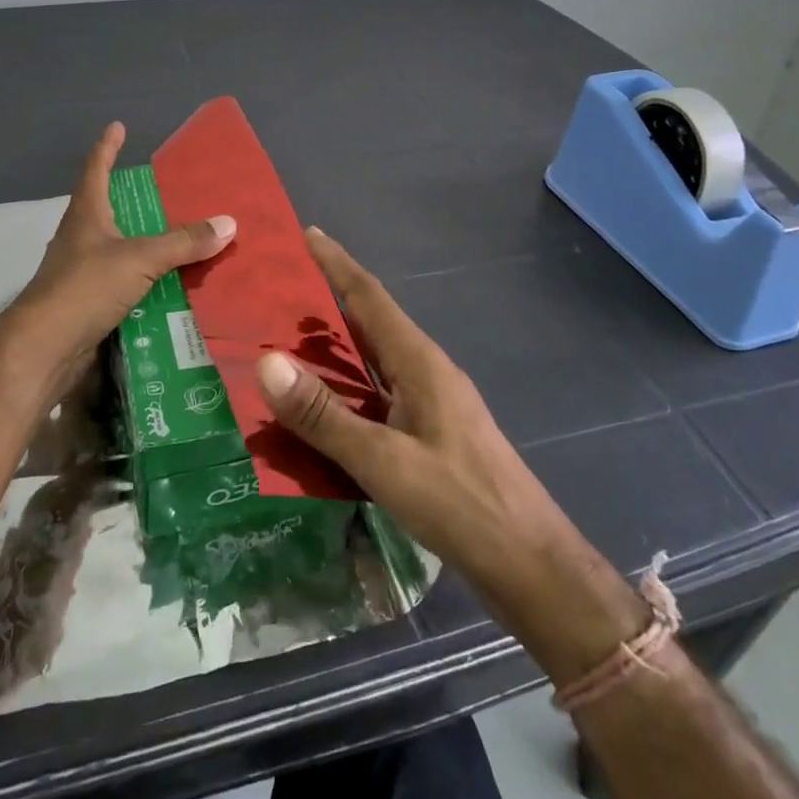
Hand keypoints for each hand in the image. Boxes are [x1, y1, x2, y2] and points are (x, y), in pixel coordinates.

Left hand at [9, 122, 234, 401]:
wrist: (46, 349)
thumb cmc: (86, 288)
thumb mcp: (140, 258)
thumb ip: (183, 242)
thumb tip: (228, 223)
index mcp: (87, 214)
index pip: (96, 169)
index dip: (107, 146)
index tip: (118, 126)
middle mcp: (82, 238)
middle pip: (110, 209)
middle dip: (138, 201)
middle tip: (172, 194)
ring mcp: (83, 272)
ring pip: (121, 250)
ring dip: (148, 246)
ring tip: (184, 242)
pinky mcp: (90, 304)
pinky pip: (126, 285)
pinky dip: (148, 283)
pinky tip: (174, 288)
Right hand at [255, 228, 646, 681]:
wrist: (530, 564)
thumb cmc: (460, 503)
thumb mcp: (384, 461)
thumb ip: (324, 415)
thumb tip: (267, 361)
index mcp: (419, 362)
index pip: (370, 297)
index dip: (337, 263)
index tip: (306, 234)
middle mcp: (427, 371)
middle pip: (372, 321)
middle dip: (329, 299)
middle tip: (279, 289)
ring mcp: (432, 403)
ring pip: (375, 359)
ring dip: (337, 345)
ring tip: (289, 340)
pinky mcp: (432, 434)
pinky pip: (379, 393)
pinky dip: (347, 386)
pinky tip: (324, 406)